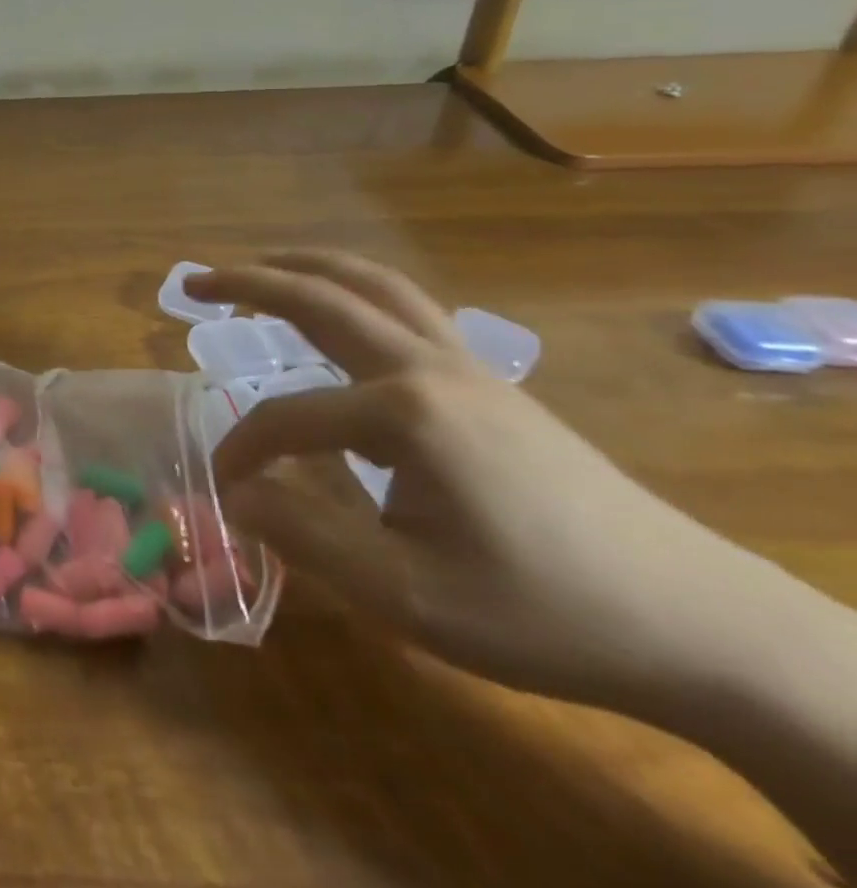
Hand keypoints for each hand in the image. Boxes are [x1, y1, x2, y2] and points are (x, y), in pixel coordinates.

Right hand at [190, 250, 766, 713]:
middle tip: (193, 280)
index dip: (243, 448)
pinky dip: (353, 289)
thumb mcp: (408, 597)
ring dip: (305, 268)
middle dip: (248, 282)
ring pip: (372, 285)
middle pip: (322, 299)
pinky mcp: (488, 377)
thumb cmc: (542, 612)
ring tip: (257, 266)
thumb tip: (235, 492)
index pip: (288, 416)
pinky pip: (405, 307)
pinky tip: (341, 313)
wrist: (693, 621)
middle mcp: (428, 365)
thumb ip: (305, 535)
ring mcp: (465, 363)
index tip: (224, 486)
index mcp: (403, 412)